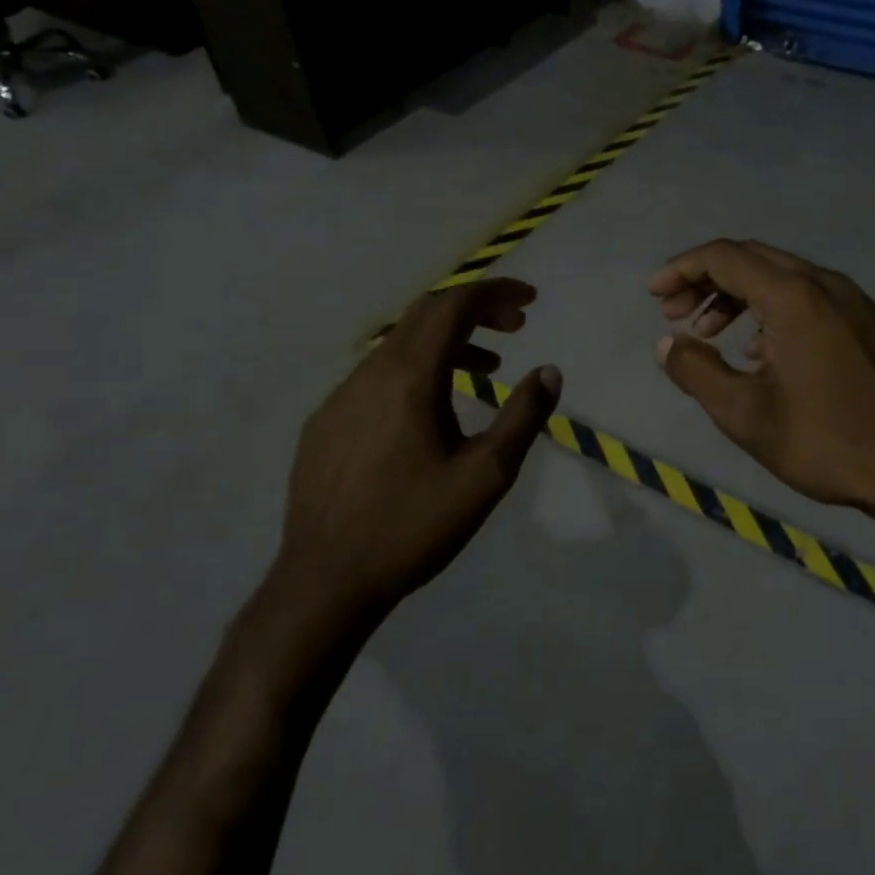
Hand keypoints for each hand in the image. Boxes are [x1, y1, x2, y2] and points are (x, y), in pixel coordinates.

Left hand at [273, 279, 561, 619]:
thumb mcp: (485, 475)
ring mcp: (340, 396)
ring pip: (399, 346)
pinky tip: (429, 411)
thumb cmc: (413, 526)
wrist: (325, 581)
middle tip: (515, 327)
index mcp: (409, 377)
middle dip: (474, 310)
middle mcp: (369, 373)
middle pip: (425, 314)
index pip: (454, 306)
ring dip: (446, 343)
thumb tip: (550, 372)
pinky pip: (376, 376)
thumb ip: (523, 417)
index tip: (530, 300)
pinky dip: (414, 371)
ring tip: (486, 368)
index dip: (495, 293)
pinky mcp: (324, 423)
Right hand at [651, 240, 874, 516]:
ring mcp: (854, 301)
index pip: (726, 257)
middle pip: (754, 259)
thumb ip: (696, 371)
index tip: (653, 295)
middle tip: (674, 313)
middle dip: (706, 280)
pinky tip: (759, 351)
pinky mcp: (869, 323)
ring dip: (739, 296)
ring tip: (710, 333)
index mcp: (795, 297)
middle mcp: (827, 285)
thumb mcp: (744, 414)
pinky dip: (772, 310)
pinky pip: (810, 298)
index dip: (682, 269)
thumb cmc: (823, 442)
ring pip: (783, 277)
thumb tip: (666, 344)